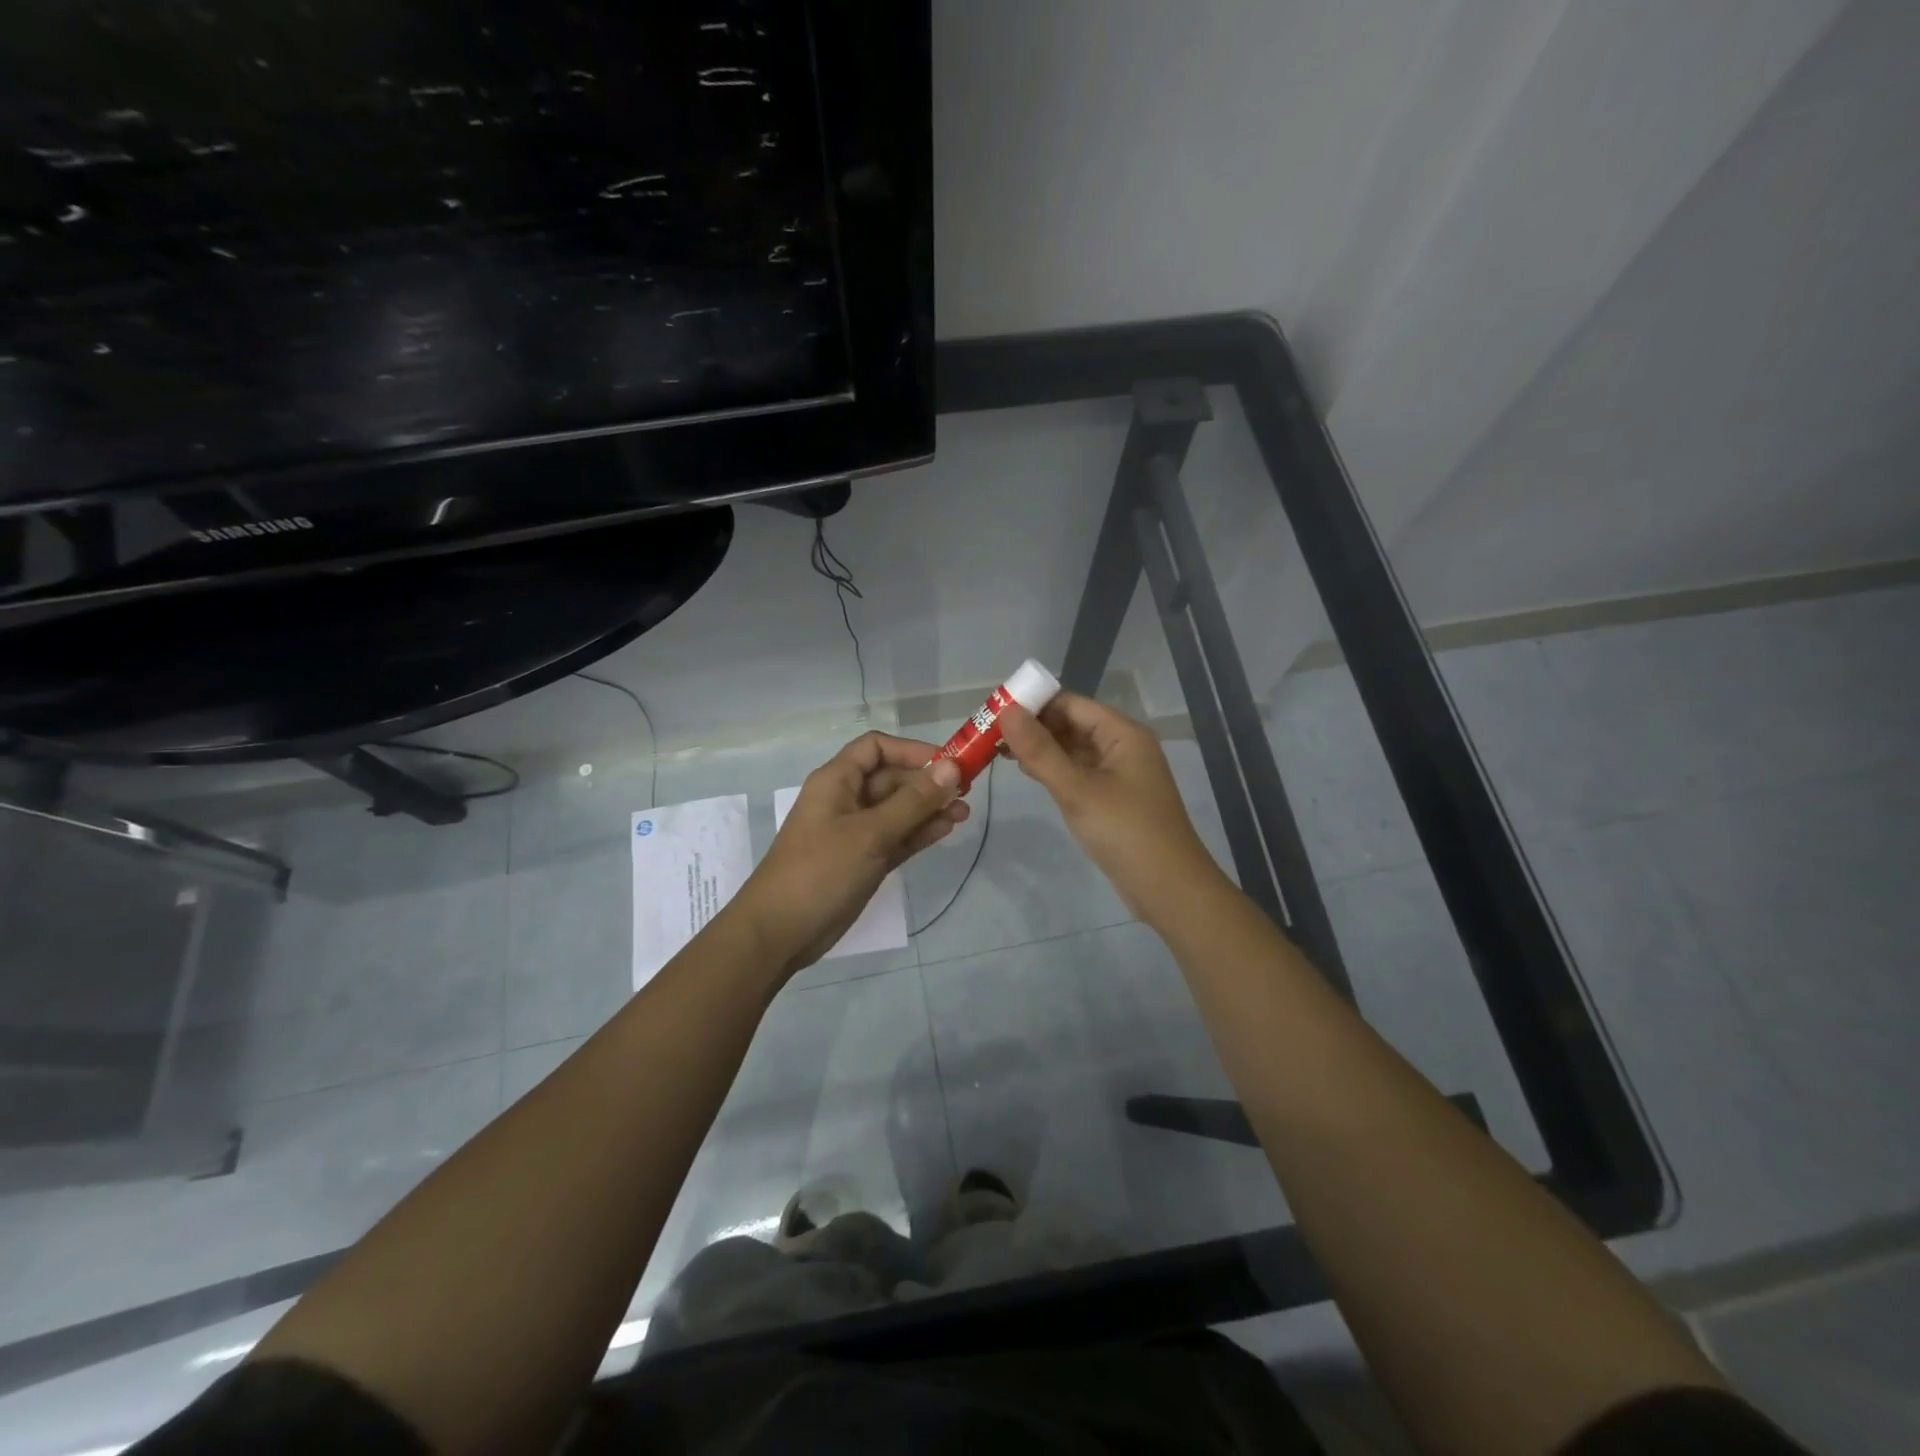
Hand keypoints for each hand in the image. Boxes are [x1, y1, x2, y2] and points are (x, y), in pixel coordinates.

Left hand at [731, 731, 966, 976]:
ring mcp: (856, 832)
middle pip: (892, 778)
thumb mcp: (870, 833)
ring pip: (899, 810)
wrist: (780, 932)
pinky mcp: (864, 860)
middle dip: (928, 782)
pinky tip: (947, 829)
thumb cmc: (820, 871)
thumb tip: (952, 767)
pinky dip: (920, 832)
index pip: (877, 748)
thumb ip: (913, 801)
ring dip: (929, 808)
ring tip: (965, 813)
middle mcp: (846, 800)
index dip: (912, 750)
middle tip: (967, 791)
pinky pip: (897, 837)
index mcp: (836, 781)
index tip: (948, 763)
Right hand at [998, 693, 1221, 917]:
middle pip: (1072, 723)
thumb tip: (1007, 711)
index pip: (1070, 704)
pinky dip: (1054, 769)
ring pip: (1073, 749)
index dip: (1033, 704)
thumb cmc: (1125, 832)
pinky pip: (1079, 772)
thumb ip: (1040, 751)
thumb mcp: (1077, 790)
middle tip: (989, 735)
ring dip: (1041, 749)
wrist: (1169, 889)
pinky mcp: (1113, 797)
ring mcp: (1119, 773)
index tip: (994, 712)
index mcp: (1123, 733)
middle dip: (1033, 727)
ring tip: (999, 752)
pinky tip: (1028, 773)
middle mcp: (1123, 746)